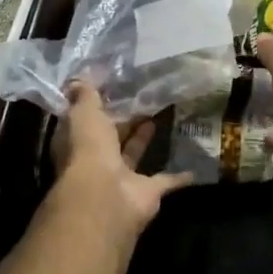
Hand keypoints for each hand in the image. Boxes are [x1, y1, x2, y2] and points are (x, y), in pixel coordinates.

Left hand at [50, 80, 190, 231]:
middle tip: (143, 97)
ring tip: (161, 114)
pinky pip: (165, 181)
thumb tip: (79, 78)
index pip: (86, 119)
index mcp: (78, 141)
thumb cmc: (89, 148)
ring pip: (133, 154)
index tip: (114, 86)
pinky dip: (179, 175)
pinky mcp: (147, 193)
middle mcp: (97, 160)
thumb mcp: (83, 112)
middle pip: (111, 137)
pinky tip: (195, 164)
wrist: (106, 196)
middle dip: (124, 120)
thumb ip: (85, 95)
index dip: (97, 104)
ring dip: (144, 138)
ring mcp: (121, 179)